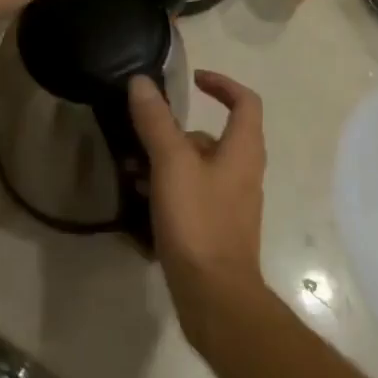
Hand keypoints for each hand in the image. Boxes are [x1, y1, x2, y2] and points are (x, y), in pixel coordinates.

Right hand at [129, 72, 268, 350]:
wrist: (215, 298)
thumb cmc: (199, 222)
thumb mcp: (172, 164)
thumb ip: (157, 121)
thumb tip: (141, 81)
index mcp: (243, 149)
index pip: (245, 101)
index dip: (221, 83)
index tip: (192, 79)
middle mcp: (244, 171)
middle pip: (216, 135)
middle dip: (178, 130)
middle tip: (144, 132)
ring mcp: (232, 202)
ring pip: (200, 166)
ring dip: (168, 160)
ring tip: (132, 168)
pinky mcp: (218, 228)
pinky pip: (194, 193)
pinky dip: (170, 187)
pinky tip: (141, 199)